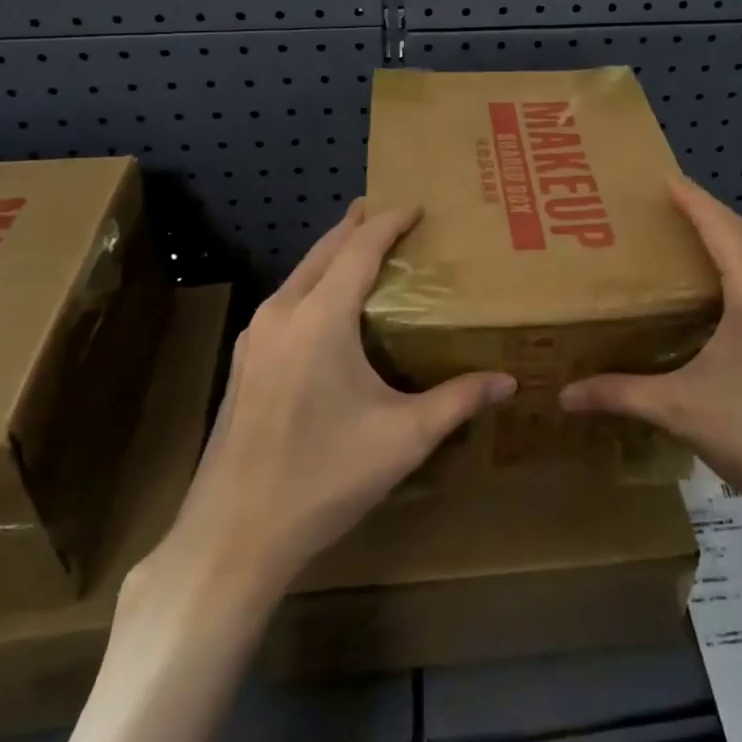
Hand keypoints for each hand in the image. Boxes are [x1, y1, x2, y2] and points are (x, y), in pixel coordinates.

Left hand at [144, 200, 517, 595]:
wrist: (232, 536)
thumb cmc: (323, 478)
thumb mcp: (402, 438)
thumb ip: (458, 401)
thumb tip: (509, 382)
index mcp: (320, 318)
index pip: (360, 248)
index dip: (390, 222)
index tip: (418, 206)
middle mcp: (282, 313)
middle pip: (325, 250)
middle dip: (358, 225)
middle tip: (391, 213)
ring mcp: (255, 337)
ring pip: (301, 273)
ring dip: (334, 253)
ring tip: (364, 248)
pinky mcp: (244, 361)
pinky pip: (286, 299)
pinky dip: (314, 282)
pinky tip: (329, 306)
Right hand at [561, 178, 741, 548]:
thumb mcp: (681, 409)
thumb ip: (621, 394)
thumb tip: (564, 396)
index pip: (718, 224)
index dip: (689, 198)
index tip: (662, 177)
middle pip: (741, 234)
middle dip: (704, 215)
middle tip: (662, 207)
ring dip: (725, 243)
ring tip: (685, 243)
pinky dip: (741, 271)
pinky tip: (720, 297)